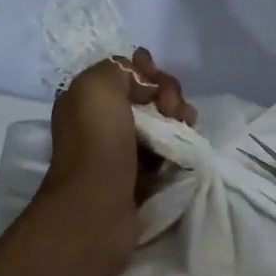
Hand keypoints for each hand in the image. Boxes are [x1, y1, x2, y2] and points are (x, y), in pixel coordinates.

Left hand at [37, 50, 194, 260]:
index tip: (158, 81)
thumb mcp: (98, 86)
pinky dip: (180, 147)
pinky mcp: (141, 177)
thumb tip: (145, 82)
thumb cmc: (96, 142)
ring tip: (188, 128)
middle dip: (169, 96)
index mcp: (87, 99)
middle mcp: (102, 123)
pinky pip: (167, 152)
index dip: (148, 71)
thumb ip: (120, 69)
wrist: (98, 207)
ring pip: (161, 124)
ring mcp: (122, 152)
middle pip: (148, 97)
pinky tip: (187, 149)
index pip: (127, 73)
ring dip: (179, 121)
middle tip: (175, 110)